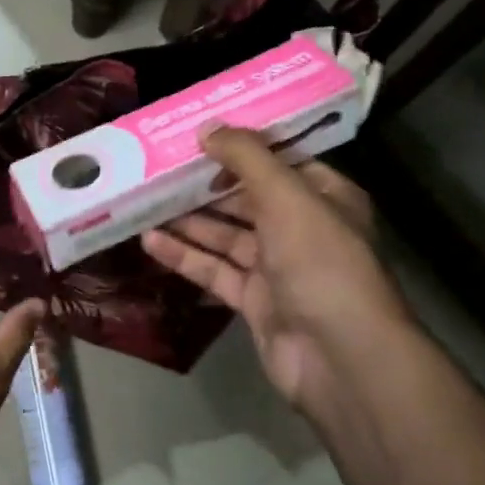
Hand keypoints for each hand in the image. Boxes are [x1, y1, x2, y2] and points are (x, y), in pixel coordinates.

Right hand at [142, 129, 411, 422]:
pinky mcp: (255, 301)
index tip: (198, 134)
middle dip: (206, 185)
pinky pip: (215, 271)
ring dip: (189, 220)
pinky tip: (150, 241)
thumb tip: (208, 127)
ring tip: (145, 200)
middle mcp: (302, 229)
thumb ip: (247, 158)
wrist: (340, 357)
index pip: (280, 162)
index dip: (241, 147)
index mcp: (324, 197)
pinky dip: (185, 256)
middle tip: (160, 167)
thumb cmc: (321, 262)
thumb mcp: (287, 197)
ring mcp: (278, 268)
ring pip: (226, 236)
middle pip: (247, 198)